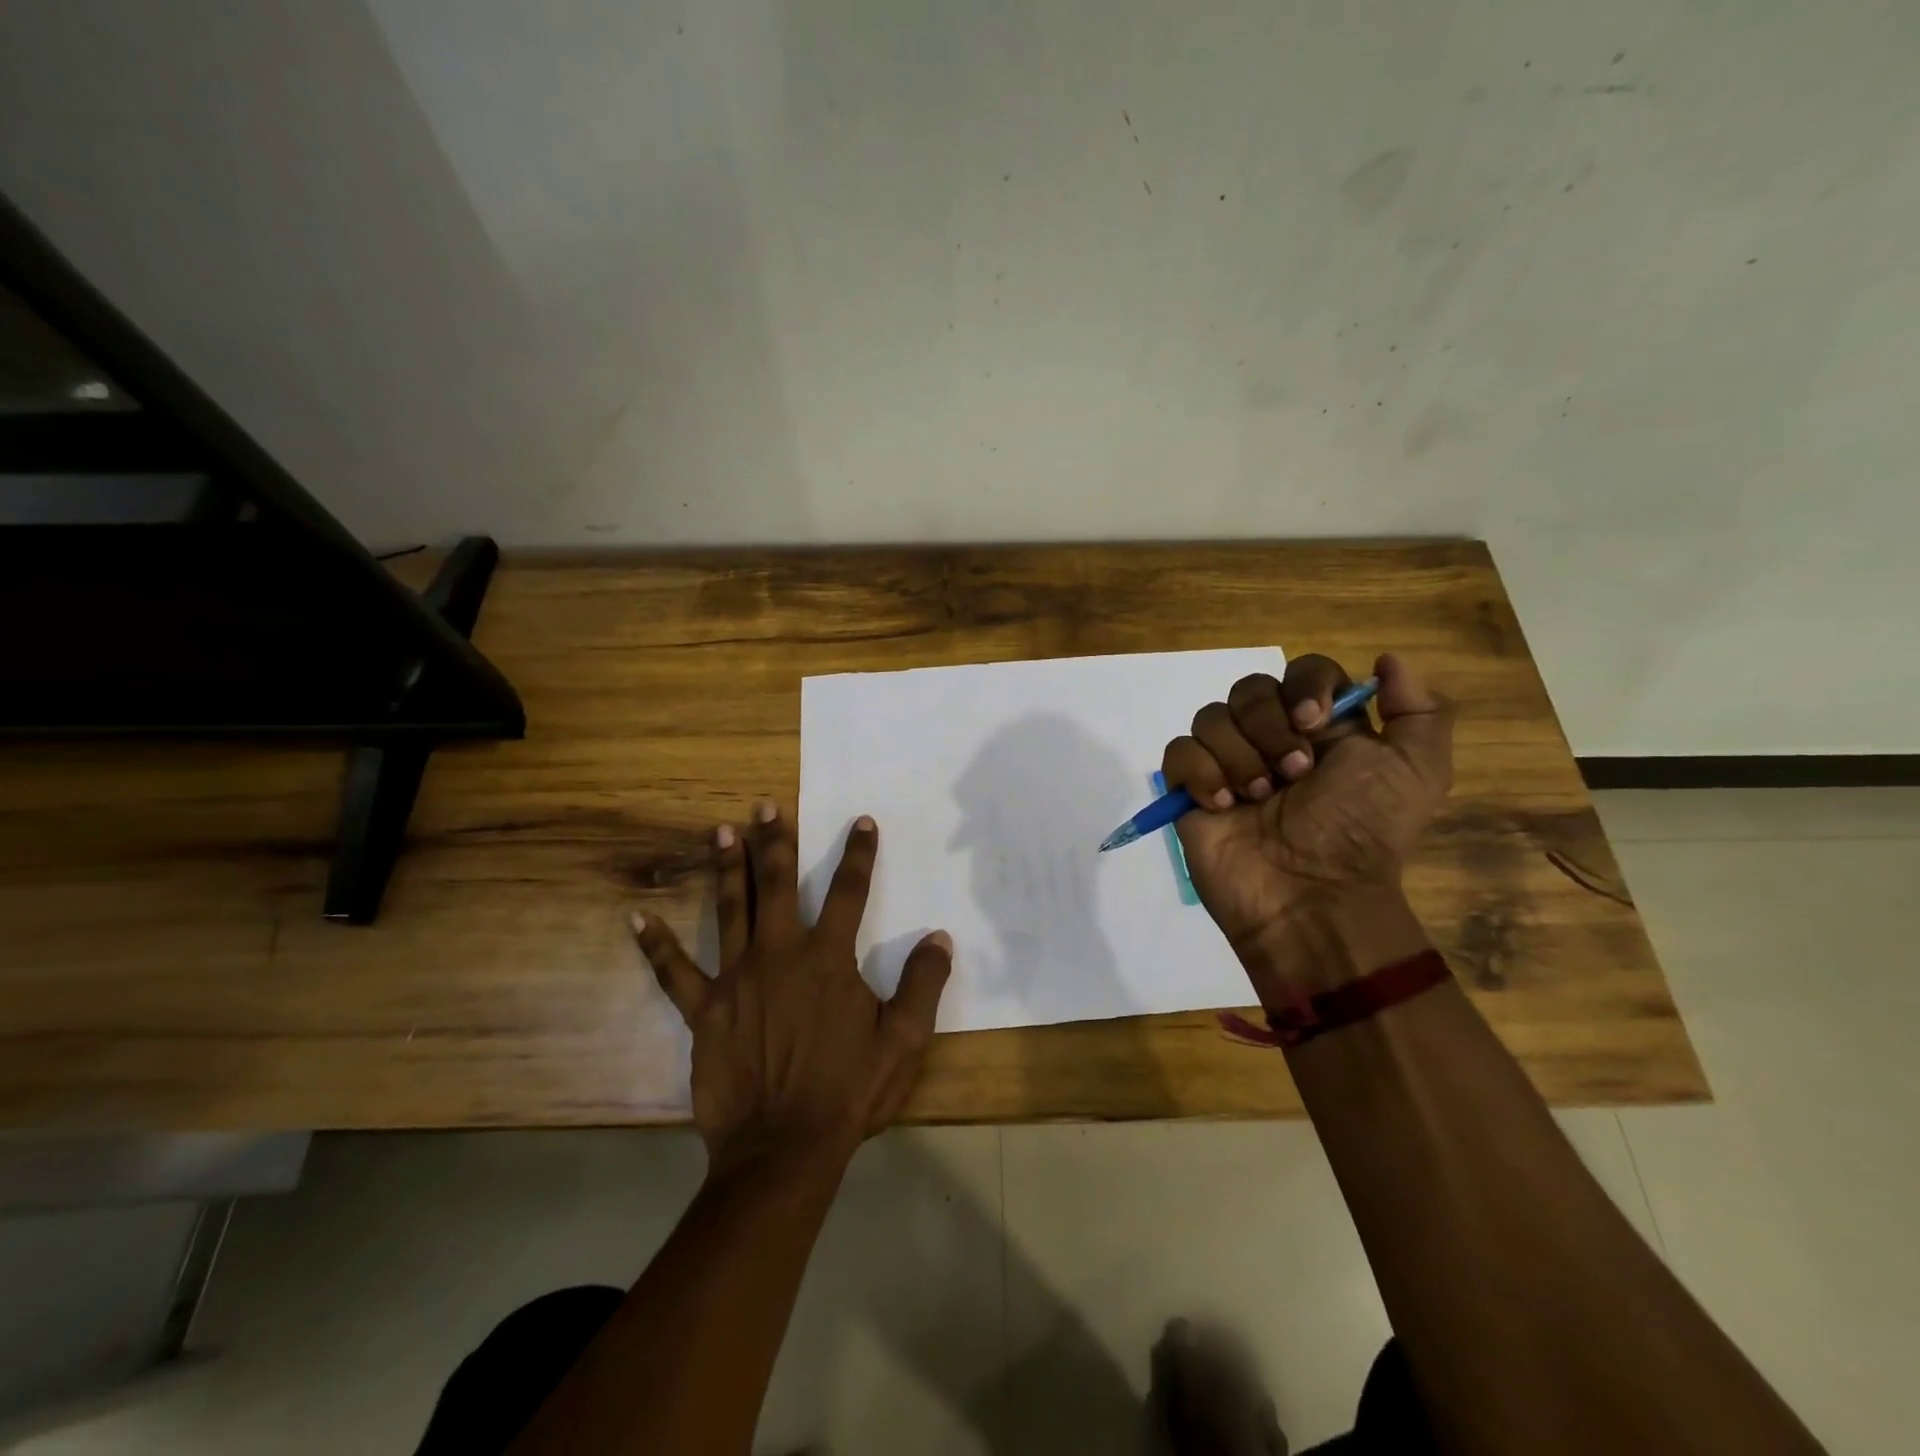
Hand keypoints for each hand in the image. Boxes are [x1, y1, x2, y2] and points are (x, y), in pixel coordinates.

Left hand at [631, 802, 952, 1172]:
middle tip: (765, 806)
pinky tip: (636, 918)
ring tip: (720, 831)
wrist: (784, 1148)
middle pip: (777, 884)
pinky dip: (656, 945)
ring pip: (730, 909)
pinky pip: (674, 972)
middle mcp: (780, 953)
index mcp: (829, 958)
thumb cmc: (847, 1092)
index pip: (849, 891)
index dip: (859, 854)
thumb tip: (940, 937)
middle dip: (775, 842)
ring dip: (726, 868)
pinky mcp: (704, 1010)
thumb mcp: (903, 1041)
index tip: (862, 822)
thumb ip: (923, 984)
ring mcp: (737, 978)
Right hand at [1162, 653, 1451, 994]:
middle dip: (1268, 727)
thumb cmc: (1361, 832)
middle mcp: (1272, 739)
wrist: (1310, 896)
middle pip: (1250, 688)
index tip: (1313, 722)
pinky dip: (1201, 774)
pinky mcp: (1191, 790)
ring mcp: (1227, 764)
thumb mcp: (1417, 771)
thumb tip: (1387, 660)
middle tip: (1293, 774)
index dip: (1304, 685)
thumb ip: (1419, 710)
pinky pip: (1179, 752)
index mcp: (1322, 730)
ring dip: (1238, 756)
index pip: (1303, 672)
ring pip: (1210, 717)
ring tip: (1258, 798)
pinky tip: (1223, 806)